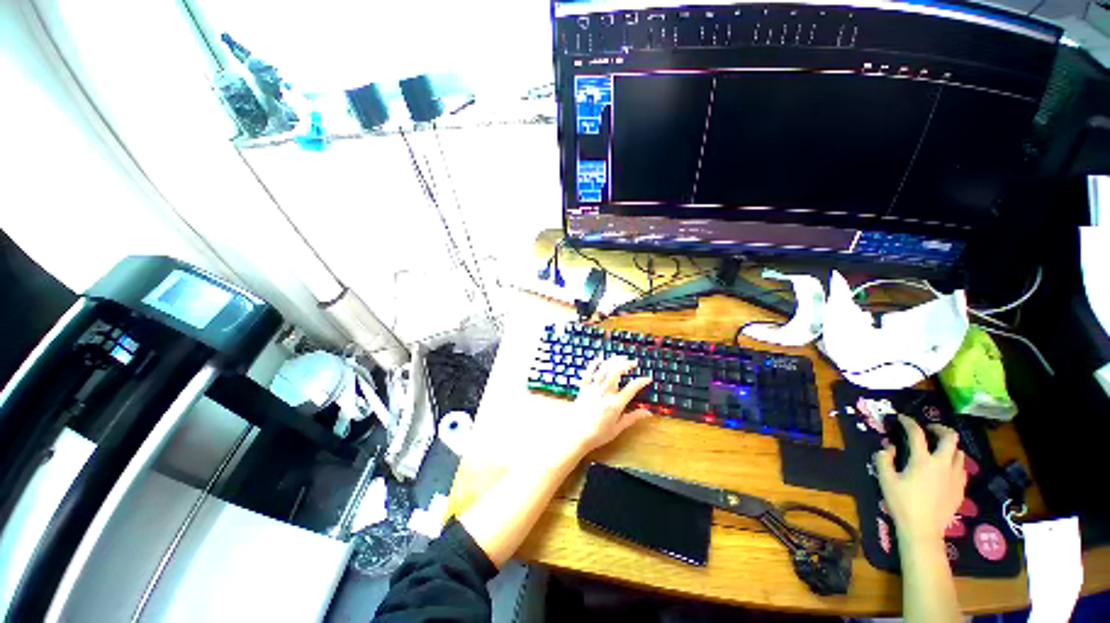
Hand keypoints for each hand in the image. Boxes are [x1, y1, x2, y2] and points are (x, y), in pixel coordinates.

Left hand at [555, 356, 651, 460]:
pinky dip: (593, 364)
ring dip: (612, 361)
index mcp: (615, 404)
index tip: (648, 378)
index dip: (641, 381)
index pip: (632, 388)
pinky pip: (588, 372)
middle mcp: (604, 393)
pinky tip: (600, 359)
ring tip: (620, 358)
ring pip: (603, 369)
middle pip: (616, 372)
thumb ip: (632, 418)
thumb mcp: (617, 428)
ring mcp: (593, 389)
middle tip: (633, 363)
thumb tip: (648, 413)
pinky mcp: (583, 388)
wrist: (576, 436)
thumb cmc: (598, 434)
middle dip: (626, 364)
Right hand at [875, 415, 966, 545]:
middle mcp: (943, 463)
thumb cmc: (902, 503)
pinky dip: (953, 463)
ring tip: (937, 450)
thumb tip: (889, 447)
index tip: (902, 419)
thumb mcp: (885, 480)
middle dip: (940, 429)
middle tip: (929, 430)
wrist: (923, 530)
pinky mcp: (960, 488)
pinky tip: (944, 470)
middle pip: (950, 437)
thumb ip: (884, 460)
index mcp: (923, 460)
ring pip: (959, 453)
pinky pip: (961, 468)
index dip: (909, 422)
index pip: (917, 433)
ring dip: (948, 447)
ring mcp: (955, 476)